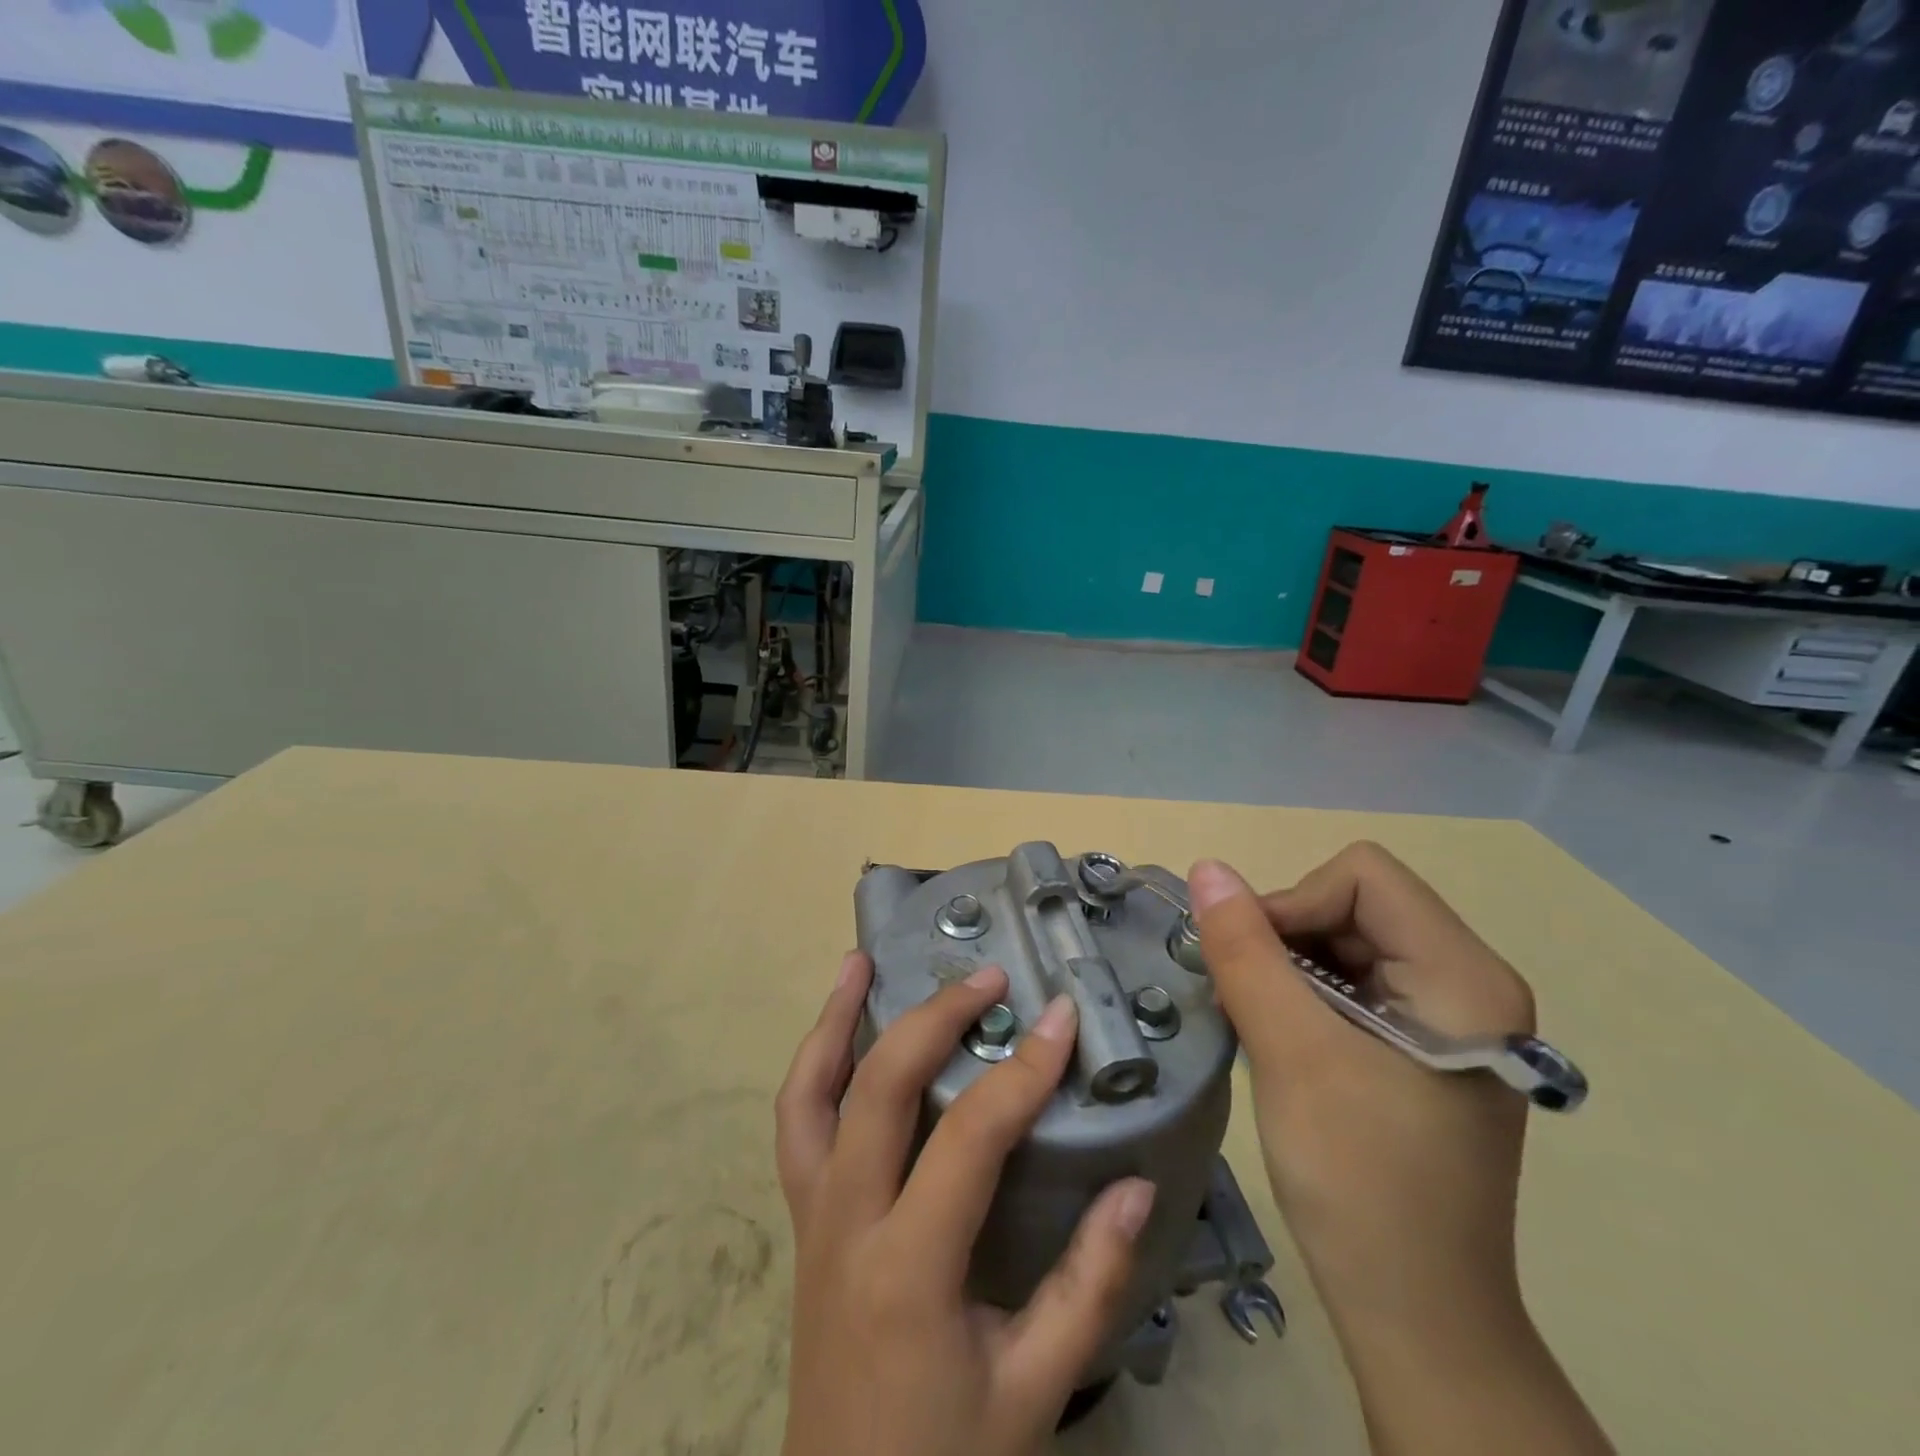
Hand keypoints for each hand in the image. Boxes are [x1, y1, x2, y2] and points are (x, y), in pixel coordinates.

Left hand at [776, 952, 1157, 1455]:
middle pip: (878, 1088)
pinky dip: (813, 1066)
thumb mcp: (1035, 1390)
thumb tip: (1134, 1185)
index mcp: (909, 1268)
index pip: (968, 1138)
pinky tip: (836, 1032)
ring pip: (807, 1095)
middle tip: (986, 978)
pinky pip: (794, 1126)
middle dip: (934, 1018)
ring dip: (834, 1020)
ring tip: (862, 961)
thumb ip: (1090, 1286)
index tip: (1059, 1016)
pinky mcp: (800, 1220)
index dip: (1021, 1070)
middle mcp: (845, 1224)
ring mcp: (810, 1217)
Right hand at [1189, 844, 1532, 1335]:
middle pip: (1355, 903)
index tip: (1251, 965)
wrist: (1413, 1312)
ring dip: (1288, 967)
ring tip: (1259, 1023)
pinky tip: (1281, 1038)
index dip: (1293, 903)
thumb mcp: (1291, 1052)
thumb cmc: (1360, 1180)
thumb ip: (1245, 951)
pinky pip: (1351, 980)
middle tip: (1248, 1000)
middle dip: (1287, 937)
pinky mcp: (1421, 1043)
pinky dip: (1302, 994)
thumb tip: (1206, 867)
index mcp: (1466, 976)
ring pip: (1345, 939)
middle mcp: (1469, 981)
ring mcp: (1448, 1014)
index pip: (1363, 878)